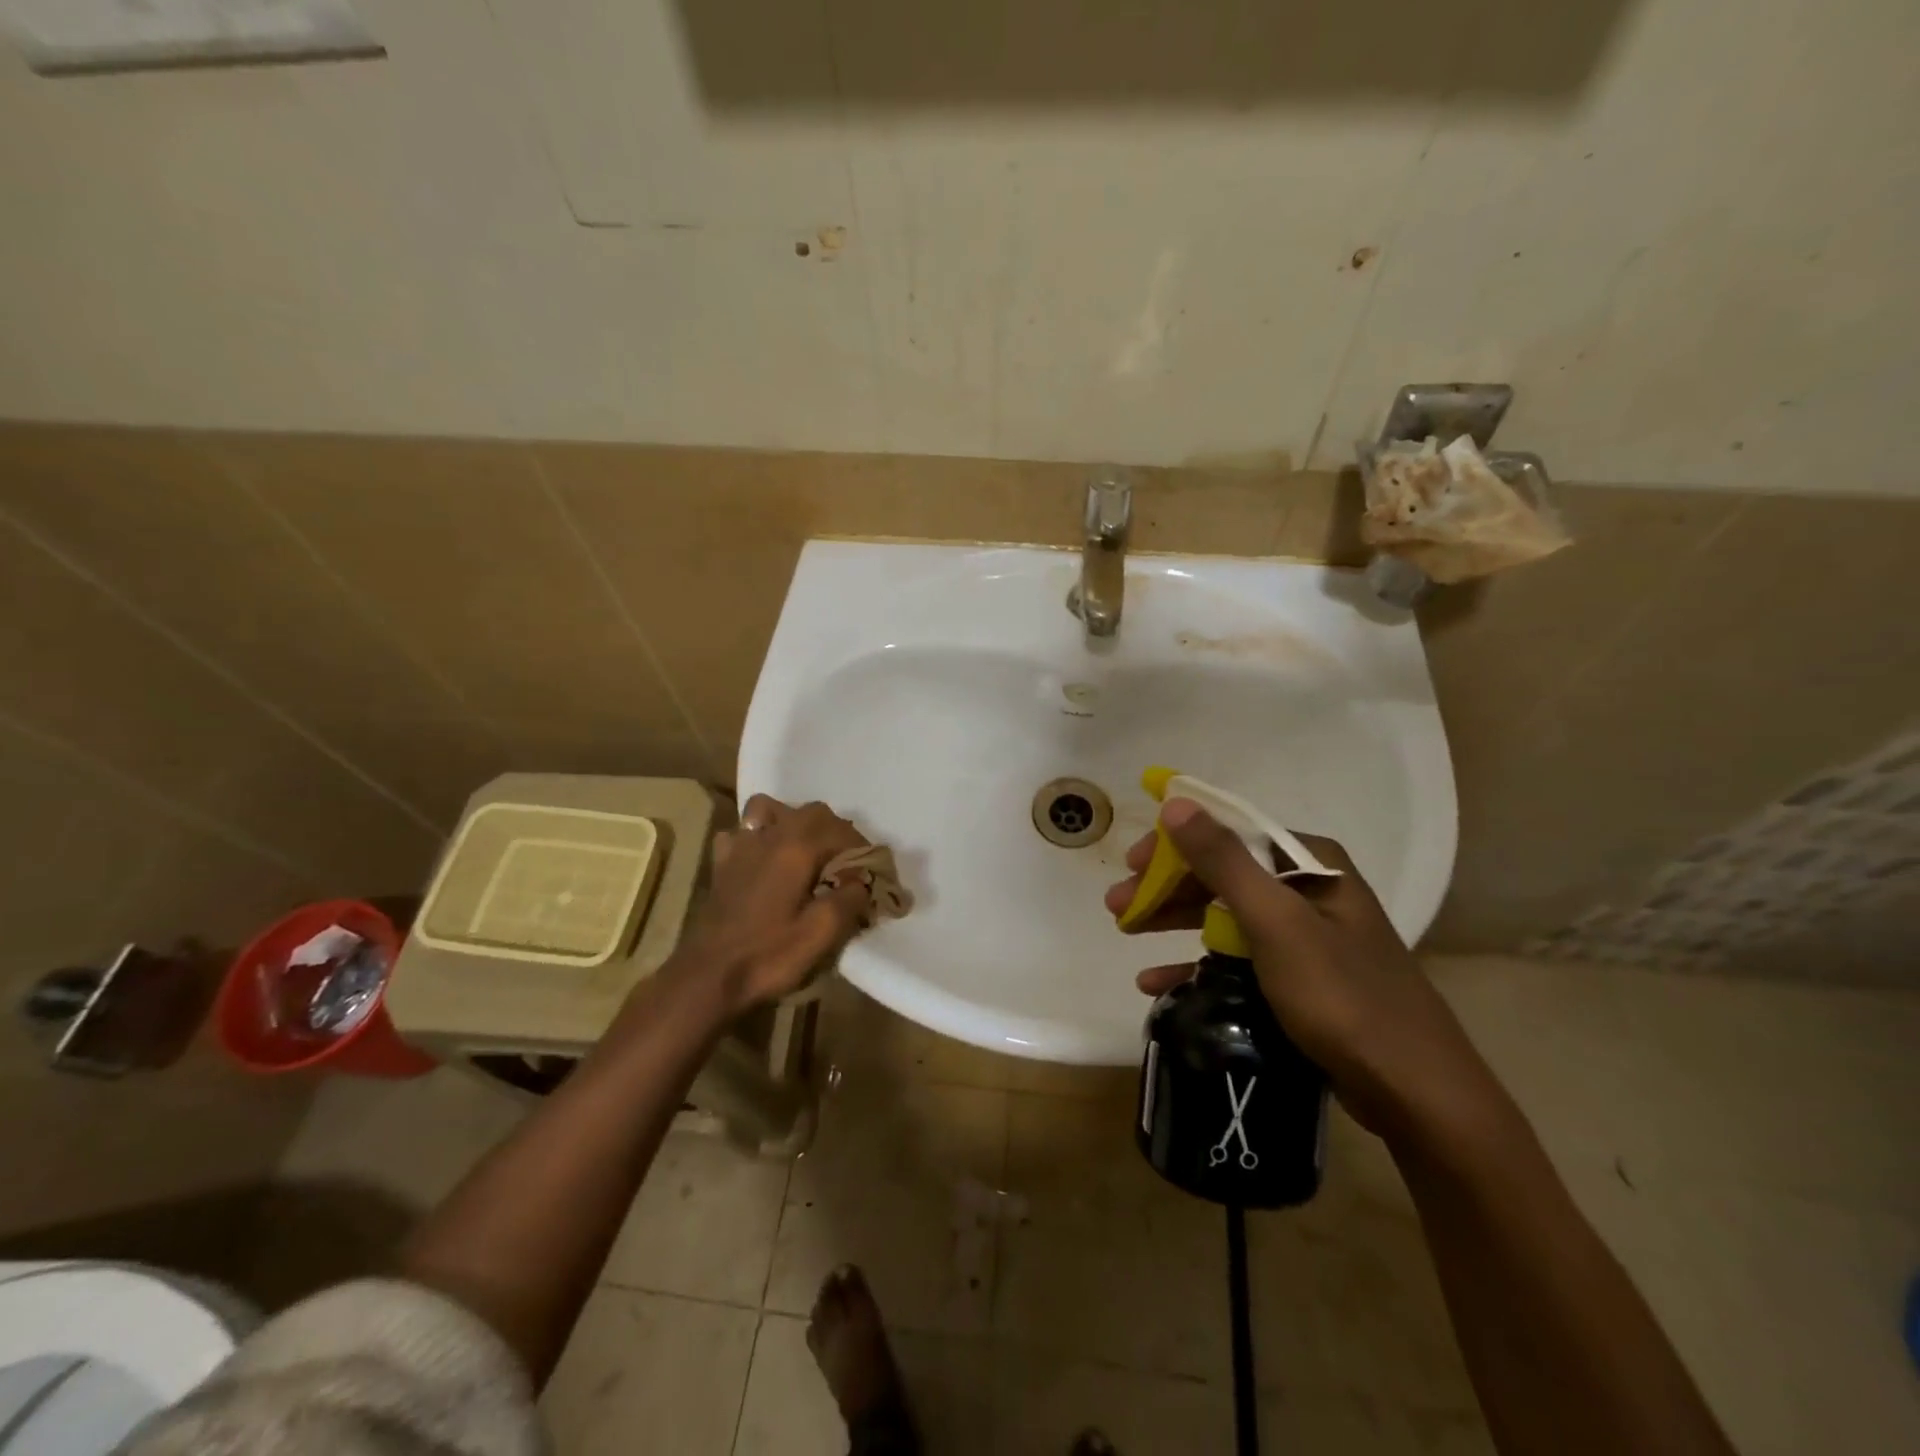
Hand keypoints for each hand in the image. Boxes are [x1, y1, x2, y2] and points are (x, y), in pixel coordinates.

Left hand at [671, 795, 872, 1013]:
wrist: (707, 978)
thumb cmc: (768, 955)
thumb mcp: (821, 934)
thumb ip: (849, 900)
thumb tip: (862, 881)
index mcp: (796, 848)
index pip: (841, 830)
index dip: (862, 848)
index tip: (873, 872)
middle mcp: (769, 836)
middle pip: (812, 812)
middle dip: (835, 831)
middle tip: (846, 863)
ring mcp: (741, 846)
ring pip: (771, 809)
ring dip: (794, 822)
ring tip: (805, 850)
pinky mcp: (722, 863)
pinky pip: (742, 832)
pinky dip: (758, 837)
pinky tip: (763, 860)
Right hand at [1104, 799, 1505, 1144]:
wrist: (1415, 1092)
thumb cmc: (1342, 995)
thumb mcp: (1275, 922)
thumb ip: (1223, 860)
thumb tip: (1177, 802)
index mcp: (1310, 863)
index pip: (1229, 832)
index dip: (1174, 845)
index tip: (1131, 865)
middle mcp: (1309, 889)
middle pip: (1223, 874)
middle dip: (1167, 888)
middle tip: (1118, 906)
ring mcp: (1306, 934)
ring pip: (1225, 914)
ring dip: (1174, 921)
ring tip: (1128, 933)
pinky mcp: (1301, 976)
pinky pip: (1238, 956)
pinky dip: (1198, 964)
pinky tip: (1158, 981)